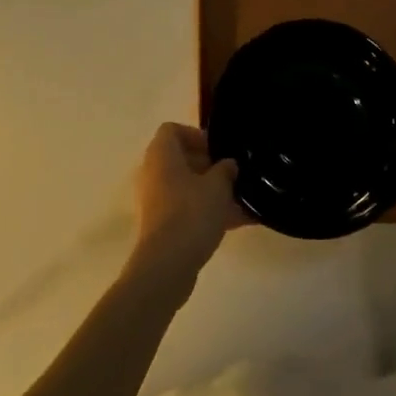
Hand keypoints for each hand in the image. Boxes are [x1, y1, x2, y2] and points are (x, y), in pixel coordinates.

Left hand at [127, 123, 245, 291]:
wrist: (167, 266)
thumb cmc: (191, 213)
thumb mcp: (218, 186)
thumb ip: (226, 170)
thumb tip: (229, 164)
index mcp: (162, 155)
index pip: (172, 130)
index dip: (196, 135)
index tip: (218, 150)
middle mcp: (154, 174)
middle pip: (180, 158)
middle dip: (209, 165)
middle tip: (232, 175)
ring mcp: (156, 201)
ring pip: (186, 187)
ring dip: (212, 191)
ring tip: (241, 200)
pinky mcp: (162, 226)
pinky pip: (187, 209)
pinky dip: (208, 212)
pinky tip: (238, 222)